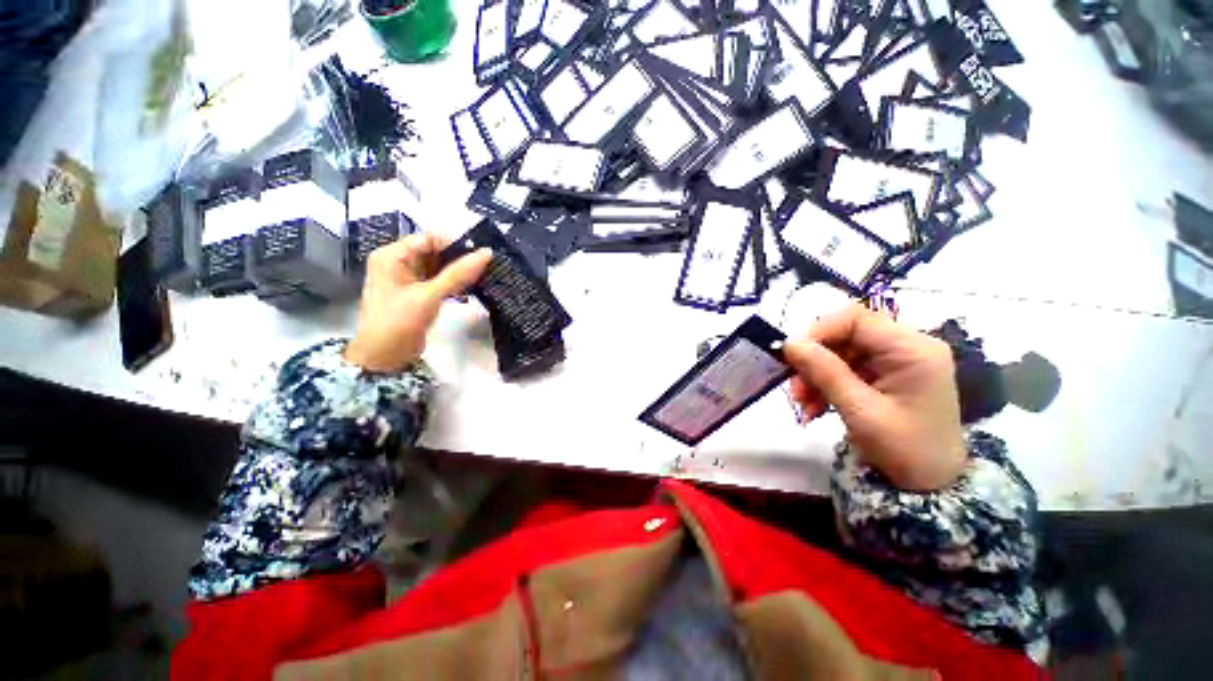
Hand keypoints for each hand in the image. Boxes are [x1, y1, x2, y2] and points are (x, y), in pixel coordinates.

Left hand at [345, 233, 491, 372]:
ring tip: (485, 276)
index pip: (429, 238)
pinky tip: (472, 288)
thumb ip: (458, 274)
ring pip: (440, 267)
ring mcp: (409, 279)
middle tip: (487, 267)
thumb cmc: (398, 323)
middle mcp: (399, 263)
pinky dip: (455, 283)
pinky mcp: (419, 294)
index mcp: (392, 256)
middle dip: (460, 258)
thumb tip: (487, 253)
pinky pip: (440, 281)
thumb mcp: (429, 296)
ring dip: (460, 272)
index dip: (455, 244)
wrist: (383, 358)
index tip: (481, 255)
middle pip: (435, 251)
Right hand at [783, 305, 966, 490]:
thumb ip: (825, 373)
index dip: (818, 331)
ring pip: (839, 353)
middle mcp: (907, 346)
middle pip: (845, 335)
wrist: (931, 485)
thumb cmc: (905, 450)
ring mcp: (896, 360)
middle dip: (814, 360)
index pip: (856, 318)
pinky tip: (814, 408)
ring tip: (802, 405)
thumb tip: (789, 344)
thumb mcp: (860, 411)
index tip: (791, 355)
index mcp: (913, 349)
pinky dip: (825, 385)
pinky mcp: (885, 374)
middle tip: (794, 389)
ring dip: (815, 376)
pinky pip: (844, 368)